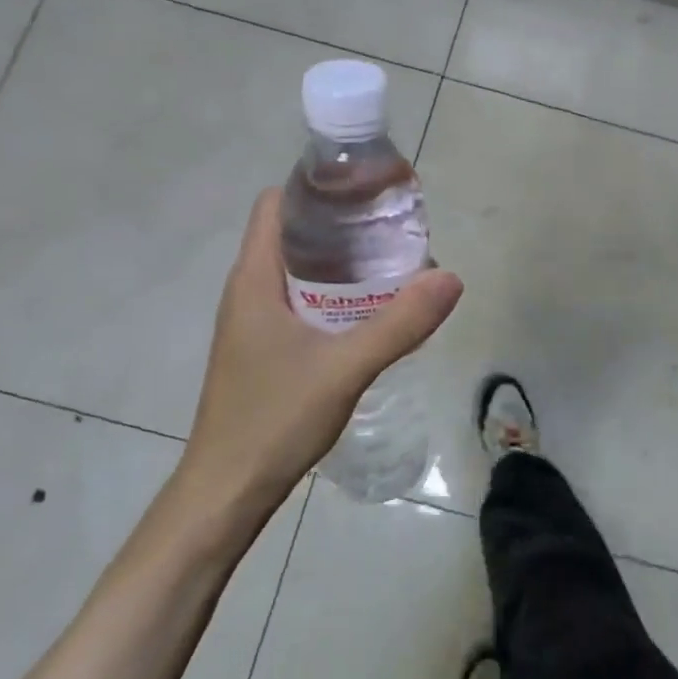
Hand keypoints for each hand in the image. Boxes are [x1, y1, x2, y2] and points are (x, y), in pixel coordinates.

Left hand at [170, 187, 462, 523]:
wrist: (227, 491)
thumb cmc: (274, 419)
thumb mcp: (345, 368)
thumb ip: (400, 324)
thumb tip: (450, 277)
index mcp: (254, 279)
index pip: (277, 204)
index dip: (318, 187)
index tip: (368, 188)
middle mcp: (249, 292)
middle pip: (293, 234)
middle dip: (342, 225)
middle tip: (394, 228)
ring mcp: (253, 323)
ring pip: (299, 272)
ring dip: (341, 263)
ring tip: (392, 264)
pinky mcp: (264, 350)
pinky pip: (301, 303)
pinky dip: (334, 295)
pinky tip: (369, 313)